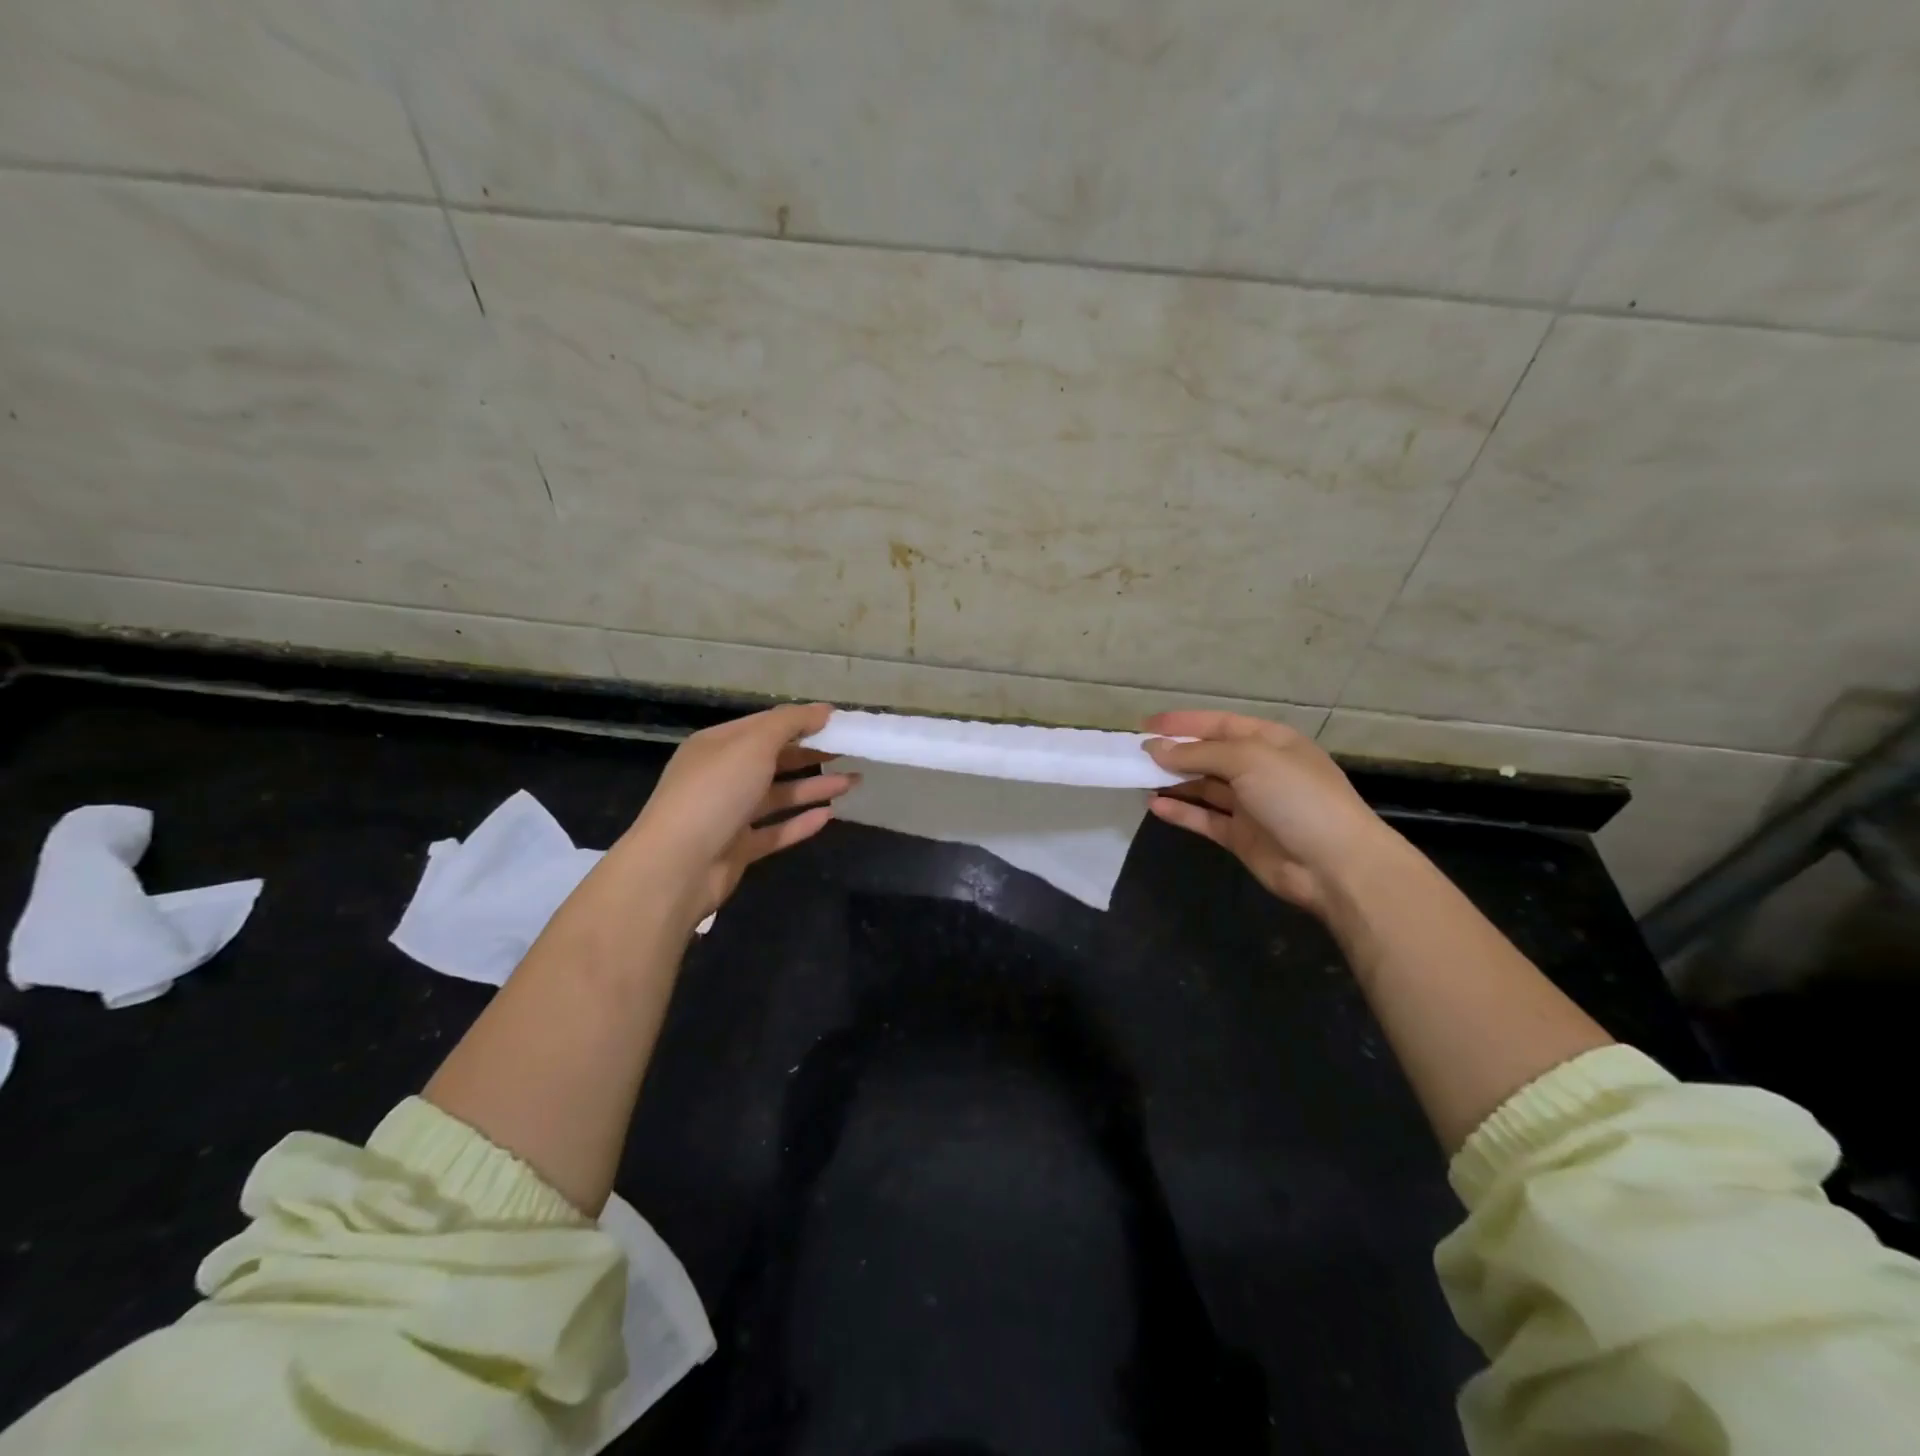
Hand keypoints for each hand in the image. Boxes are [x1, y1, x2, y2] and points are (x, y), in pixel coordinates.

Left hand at [617, 702, 856, 928]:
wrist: (677, 866)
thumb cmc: (715, 793)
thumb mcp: (753, 745)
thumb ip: (790, 724)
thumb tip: (824, 710)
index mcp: (717, 746)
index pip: (765, 726)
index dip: (801, 721)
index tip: (839, 722)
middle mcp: (722, 776)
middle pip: (773, 760)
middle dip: (812, 754)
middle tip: (851, 751)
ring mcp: (729, 814)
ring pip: (779, 796)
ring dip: (815, 787)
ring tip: (854, 782)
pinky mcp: (738, 848)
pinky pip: (776, 831)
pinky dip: (801, 823)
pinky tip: (830, 816)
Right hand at [1143, 711, 1394, 917]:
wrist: (1335, 865)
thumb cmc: (1297, 797)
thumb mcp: (1249, 760)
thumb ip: (1199, 753)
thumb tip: (1155, 750)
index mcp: (1270, 741)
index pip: (1219, 725)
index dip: (1183, 723)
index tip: (1145, 725)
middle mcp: (1260, 769)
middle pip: (1209, 756)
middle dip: (1174, 753)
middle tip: (1135, 754)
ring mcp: (1251, 805)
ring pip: (1204, 787)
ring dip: (1174, 782)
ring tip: (1137, 779)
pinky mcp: (1241, 837)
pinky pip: (1204, 819)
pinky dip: (1181, 811)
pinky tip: (1155, 805)